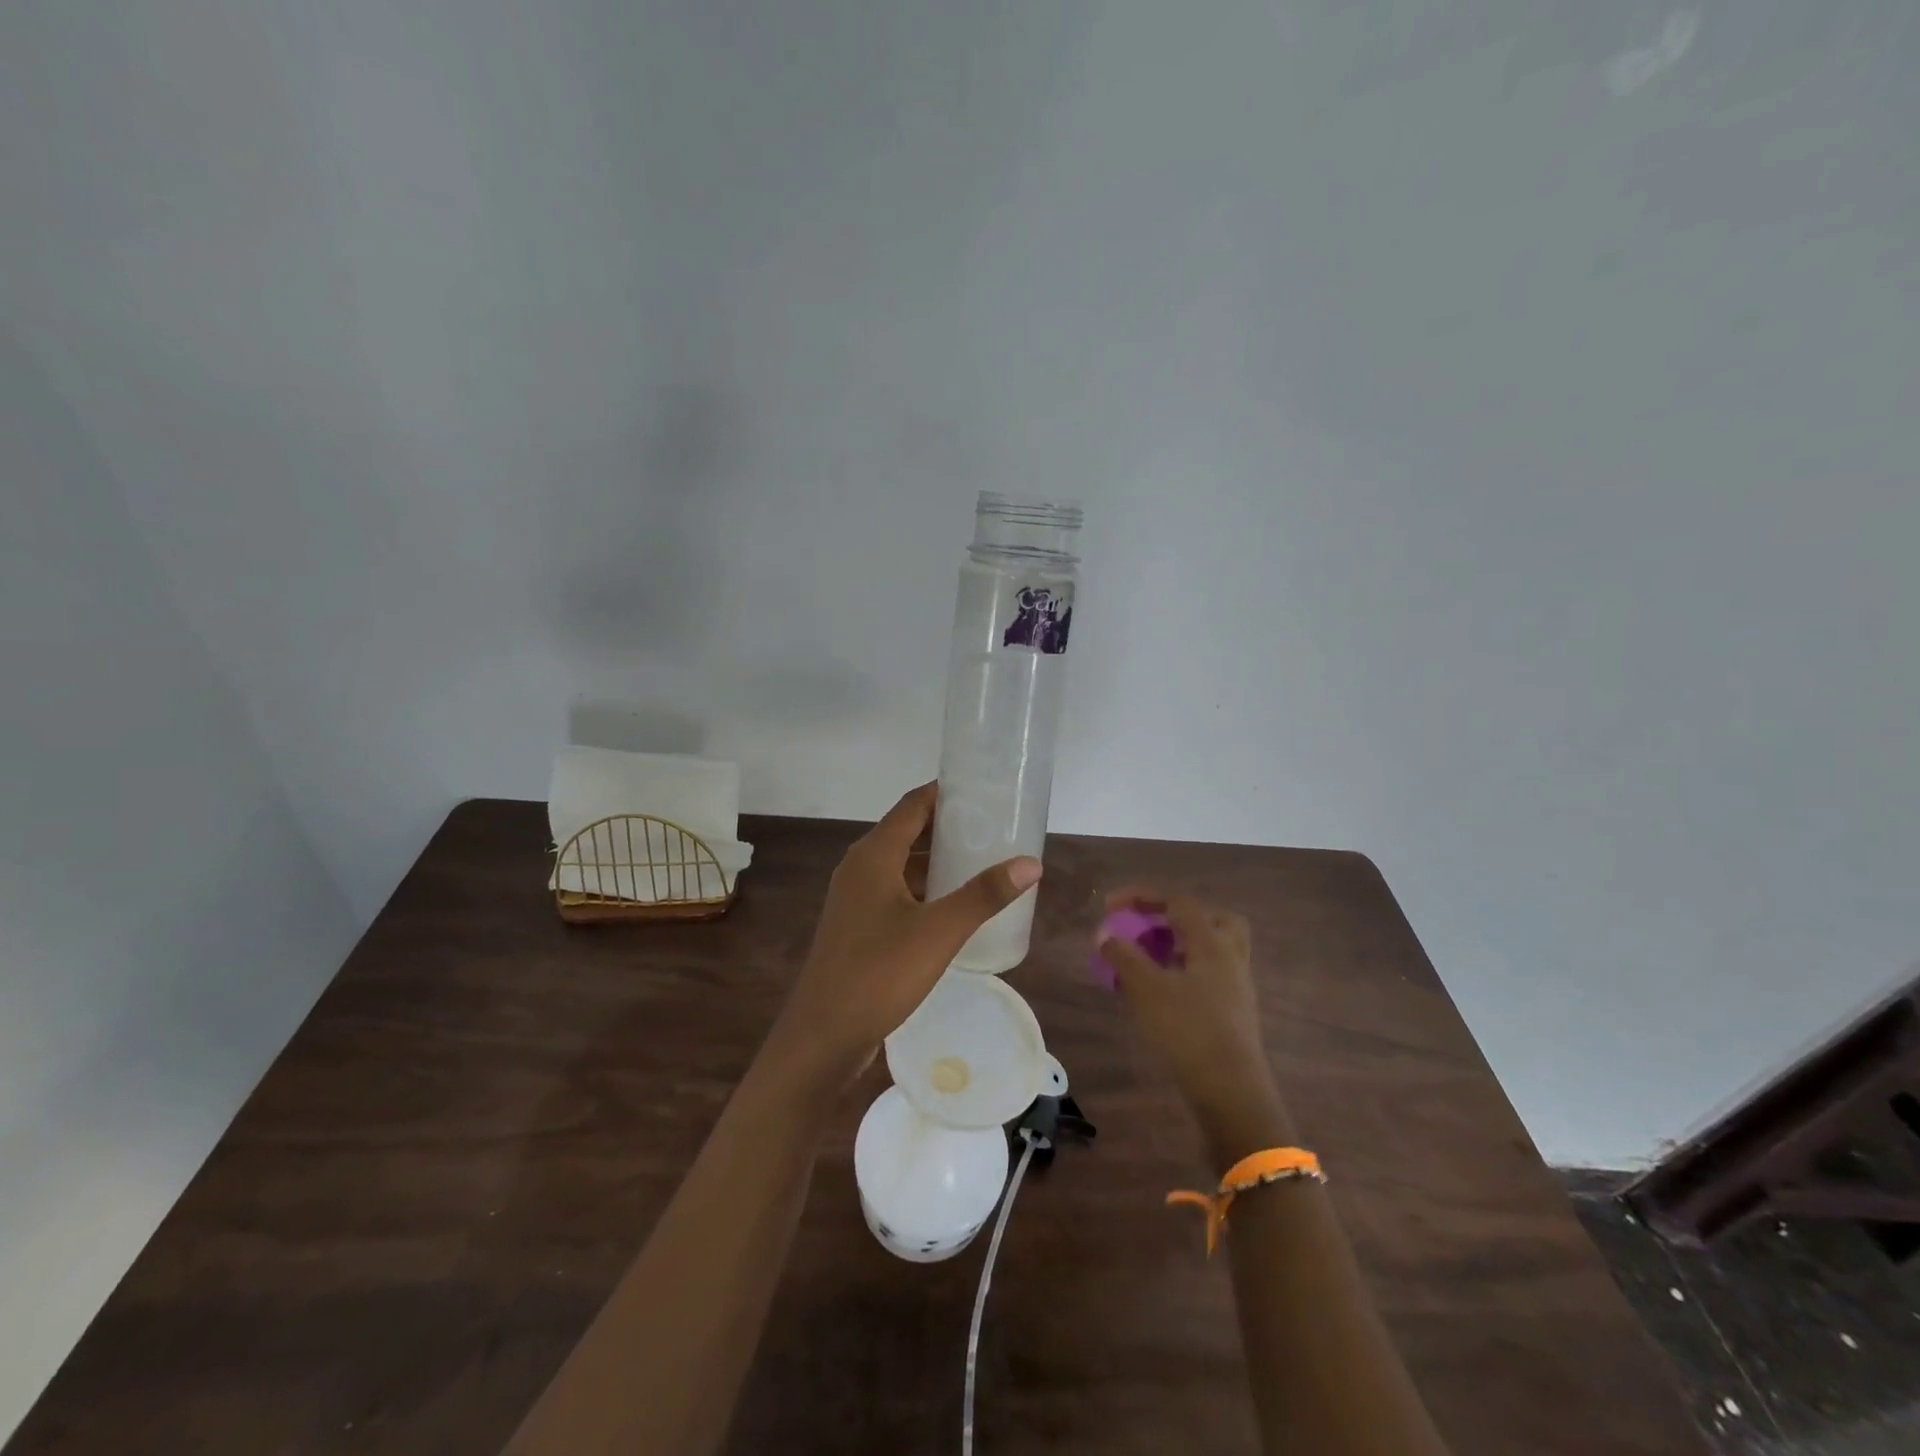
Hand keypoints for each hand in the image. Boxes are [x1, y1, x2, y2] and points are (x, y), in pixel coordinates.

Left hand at [769, 783, 1042, 1089]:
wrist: (823, 1035)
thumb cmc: (879, 973)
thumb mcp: (939, 931)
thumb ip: (984, 895)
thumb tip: (1030, 863)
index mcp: (873, 855)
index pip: (912, 805)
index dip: (945, 792)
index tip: (983, 788)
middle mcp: (860, 868)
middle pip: (907, 832)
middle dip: (948, 826)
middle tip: (994, 826)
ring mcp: (855, 899)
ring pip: (902, 865)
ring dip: (937, 861)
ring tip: (982, 861)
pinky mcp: (857, 926)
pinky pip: (896, 892)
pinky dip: (925, 889)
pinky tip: (954, 906)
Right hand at [1097, 889, 1294, 1156]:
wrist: (1231, 1093)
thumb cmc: (1188, 1031)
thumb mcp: (1147, 990)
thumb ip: (1123, 957)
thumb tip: (1105, 934)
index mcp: (1212, 943)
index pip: (1178, 902)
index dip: (1142, 896)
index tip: (1110, 905)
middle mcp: (1230, 958)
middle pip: (1211, 919)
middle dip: (1177, 917)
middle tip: (1149, 928)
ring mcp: (1236, 987)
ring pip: (1211, 949)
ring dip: (1179, 945)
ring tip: (1147, 959)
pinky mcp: (1233, 1013)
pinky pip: (1208, 975)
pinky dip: (1183, 971)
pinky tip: (1160, 991)